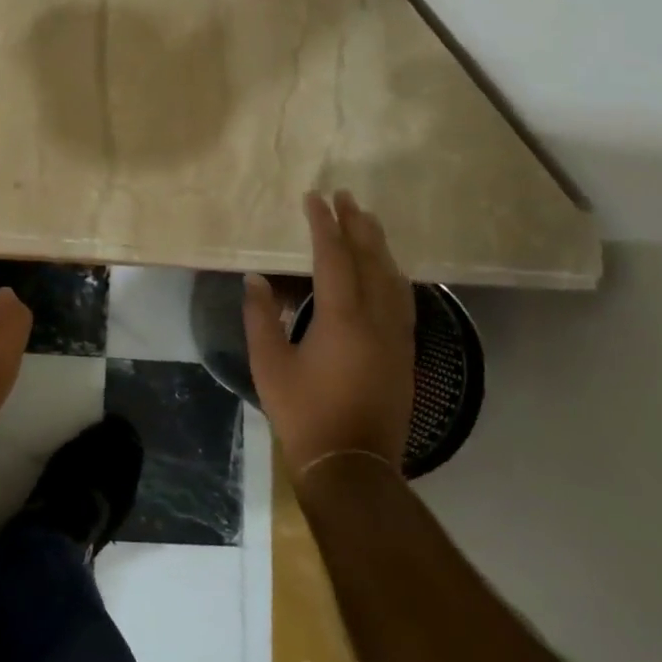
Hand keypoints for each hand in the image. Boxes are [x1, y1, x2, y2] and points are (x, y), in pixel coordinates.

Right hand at [244, 191, 415, 476]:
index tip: (315, 198)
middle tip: (346, 197)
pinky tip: (388, 270)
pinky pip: (403, 299)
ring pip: (393, 278)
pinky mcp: (405, 354)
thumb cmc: (304, 413)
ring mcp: (397, 337)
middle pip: (371, 260)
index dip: (324, 225)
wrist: (353, 465)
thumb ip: (260, 317)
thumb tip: (255, 280)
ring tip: (367, 222)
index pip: (334, 257)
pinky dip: (392, 274)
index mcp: (342, 319)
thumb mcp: (269, 364)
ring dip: (379, 246)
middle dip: (358, 225)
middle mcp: (376, 320)